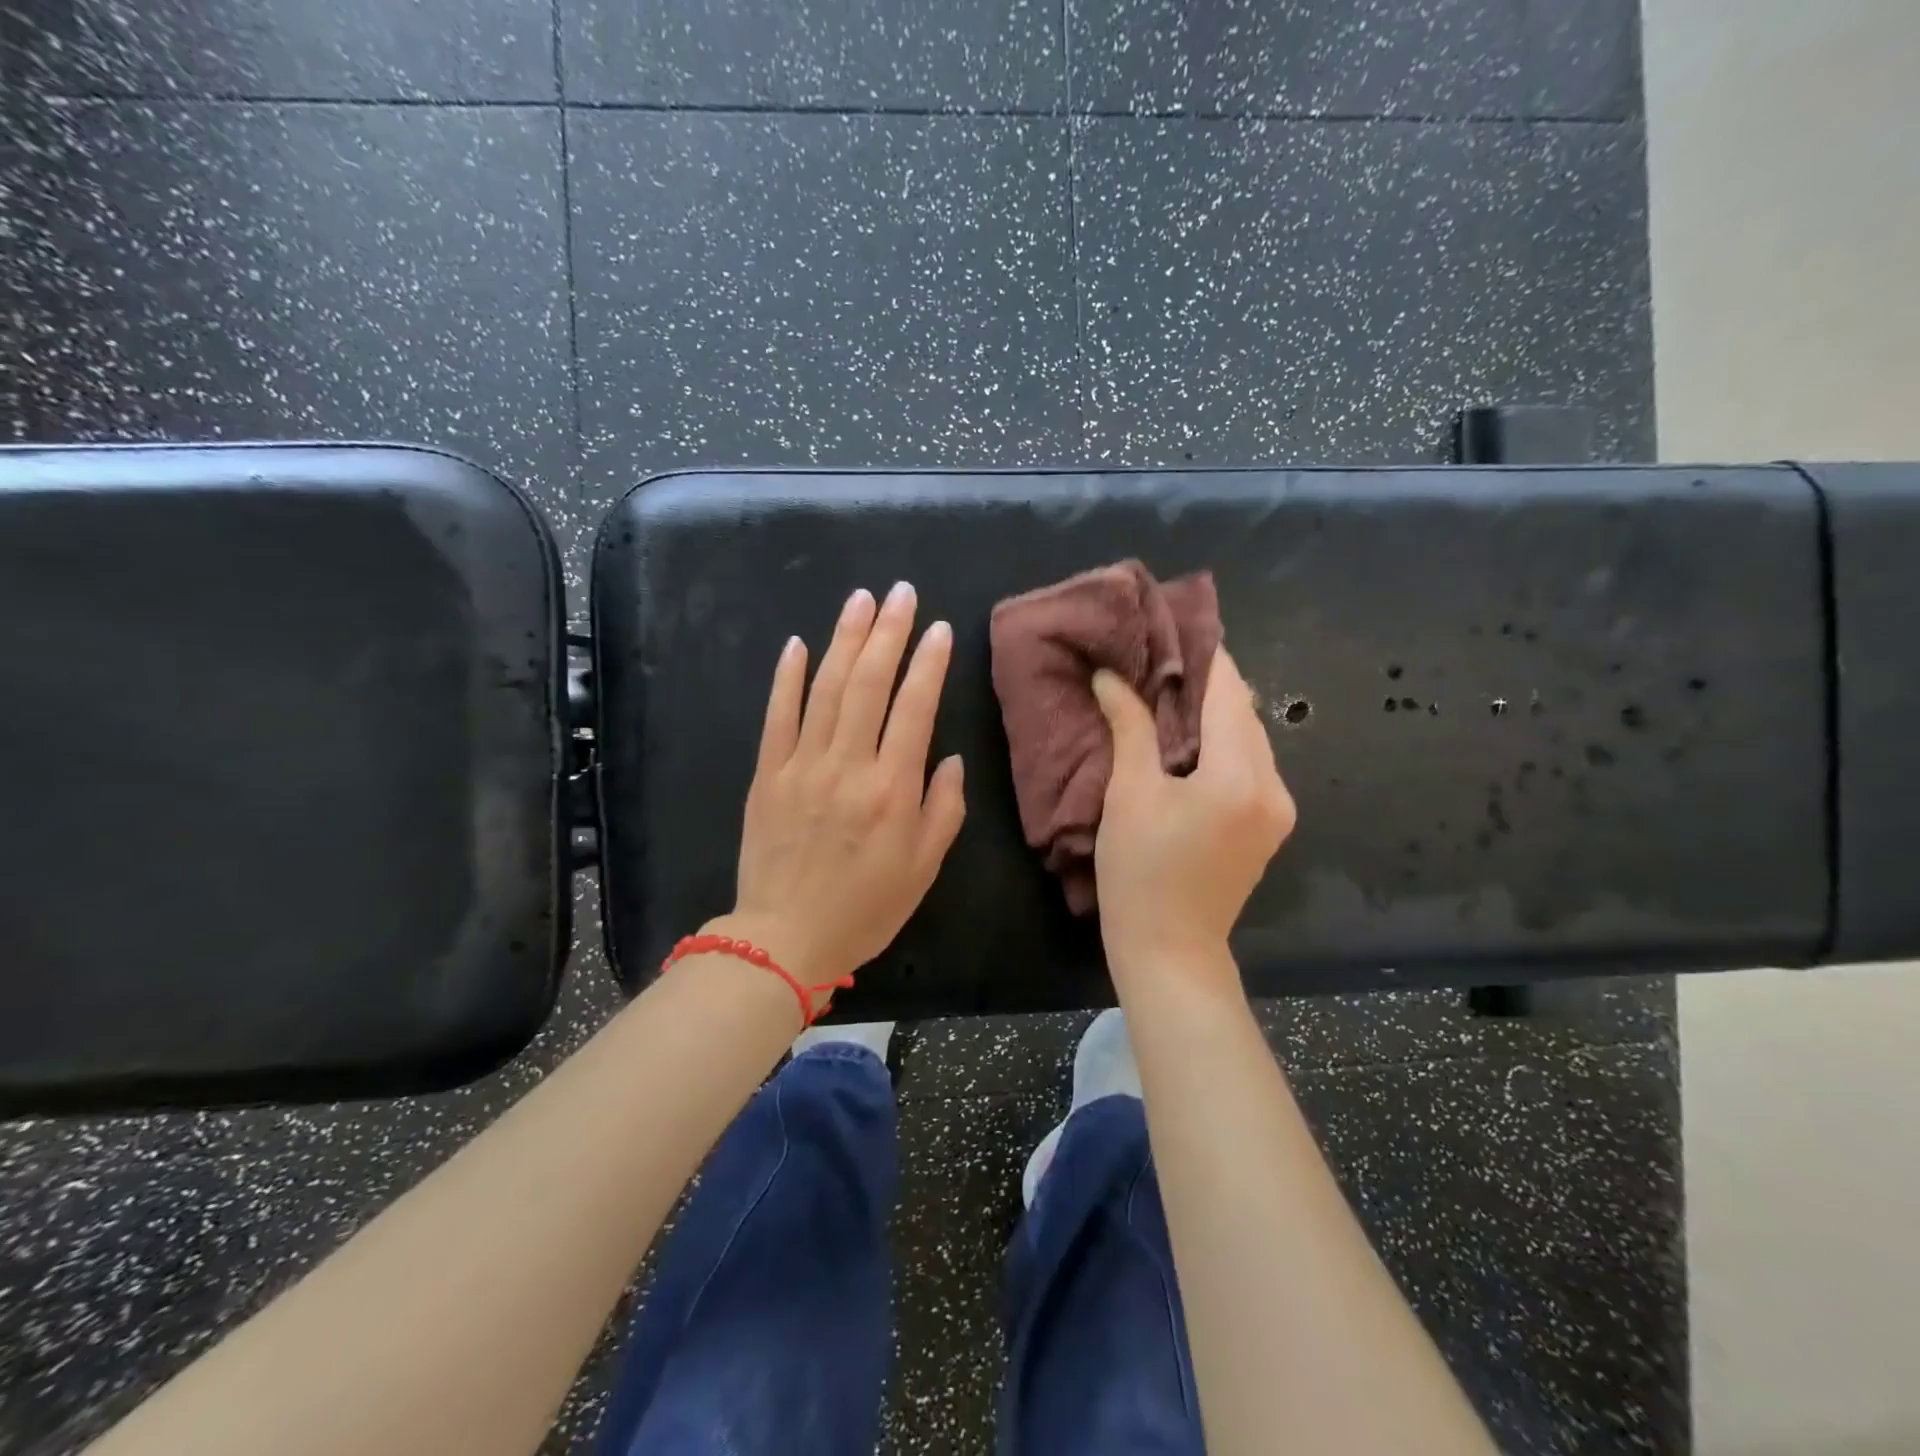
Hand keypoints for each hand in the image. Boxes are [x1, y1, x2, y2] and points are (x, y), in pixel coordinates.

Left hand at [714, 582, 965, 996]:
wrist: (784, 938)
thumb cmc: (865, 908)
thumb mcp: (924, 868)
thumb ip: (943, 808)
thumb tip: (946, 757)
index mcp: (892, 790)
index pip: (915, 708)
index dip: (928, 664)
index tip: (938, 628)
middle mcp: (847, 766)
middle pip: (869, 684)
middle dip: (888, 632)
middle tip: (901, 592)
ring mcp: (801, 766)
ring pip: (826, 689)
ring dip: (844, 639)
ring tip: (861, 600)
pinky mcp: (766, 775)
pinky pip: (777, 716)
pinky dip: (787, 677)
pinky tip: (798, 644)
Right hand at [1091, 648, 1295, 981]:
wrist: (1170, 950)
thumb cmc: (1140, 873)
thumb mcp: (1130, 795)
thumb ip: (1131, 727)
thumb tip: (1113, 677)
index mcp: (1241, 776)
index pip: (1228, 692)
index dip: (1202, 654)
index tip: (1172, 626)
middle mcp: (1274, 786)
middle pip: (1243, 713)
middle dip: (1204, 683)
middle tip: (1157, 659)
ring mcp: (1278, 808)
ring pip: (1248, 738)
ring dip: (1212, 714)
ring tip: (1166, 694)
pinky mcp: (1269, 824)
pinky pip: (1248, 765)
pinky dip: (1220, 745)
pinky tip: (1186, 740)